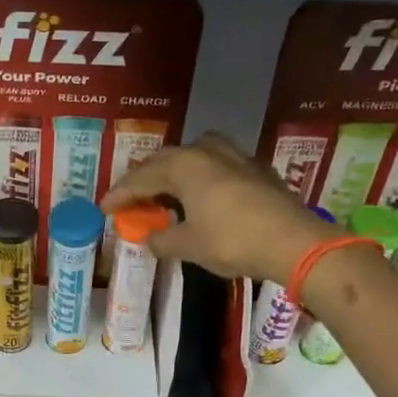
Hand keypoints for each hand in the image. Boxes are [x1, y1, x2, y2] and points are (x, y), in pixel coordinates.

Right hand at [103, 132, 326, 284]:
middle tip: (130, 199)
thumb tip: (150, 237)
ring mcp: (235, 156)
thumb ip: (162, 239)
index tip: (104, 208)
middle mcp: (207, 151)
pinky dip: (199, 178)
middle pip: (165, 161)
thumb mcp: (188, 246)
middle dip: (145, 180)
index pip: (141, 177)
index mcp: (184, 165)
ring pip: (193, 157)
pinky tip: (200, 195)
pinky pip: (215, 166)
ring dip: (174, 173)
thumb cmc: (232, 241)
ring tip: (164, 192)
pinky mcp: (255, 169)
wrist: (293, 242)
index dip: (120, 194)